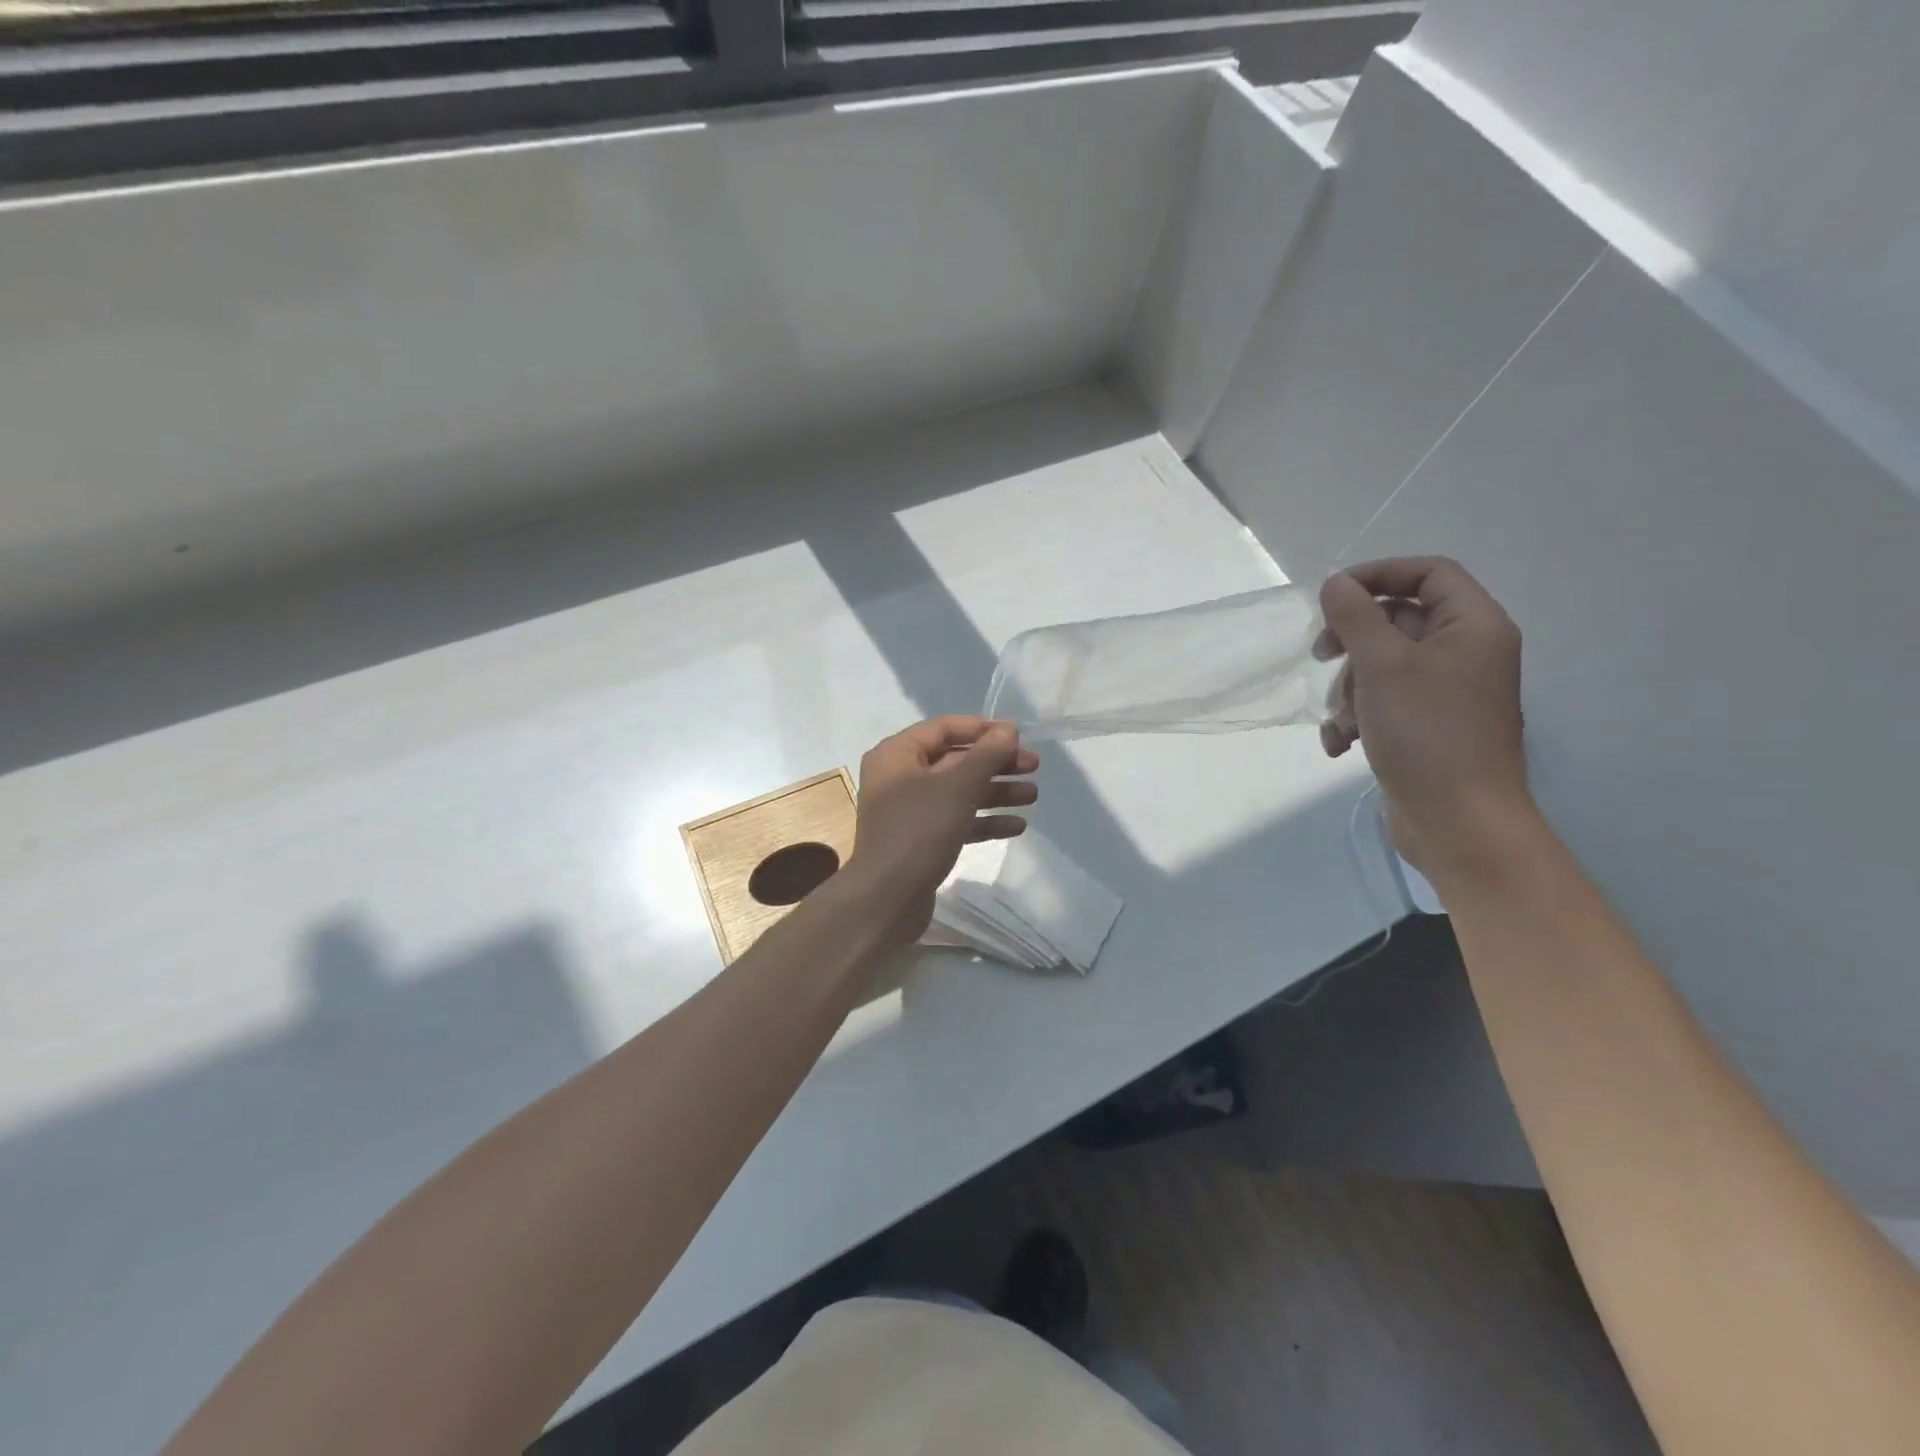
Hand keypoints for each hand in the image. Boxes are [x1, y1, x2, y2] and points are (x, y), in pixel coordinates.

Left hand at [845, 717, 1039, 944]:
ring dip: (996, 792)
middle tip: (1033, 766)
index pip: (943, 728)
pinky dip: (984, 821)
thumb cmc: (918, 831)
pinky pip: (957, 821)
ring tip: (1033, 796)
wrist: (886, 899)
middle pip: (955, 760)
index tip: (1018, 735)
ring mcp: (910, 812)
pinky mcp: (921, 841)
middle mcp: (900, 778)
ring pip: (959, 792)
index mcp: (896, 755)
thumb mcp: (957, 787)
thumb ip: (985, 755)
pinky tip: (1017, 826)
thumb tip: (1007, 730)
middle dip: (995, 763)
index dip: (982, 728)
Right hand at [1314, 557, 1530, 871]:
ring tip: (1342, 719)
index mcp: (1473, 627)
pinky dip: (1358, 717)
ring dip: (1349, 689)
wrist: (1458, 821)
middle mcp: (1465, 653)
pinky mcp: (1427, 727)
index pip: (1429, 573)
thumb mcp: (1383, 665)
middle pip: (1399, 621)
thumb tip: (1336, 583)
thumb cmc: (1427, 732)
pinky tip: (1341, 743)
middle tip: (1322, 654)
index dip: (1379, 575)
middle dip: (1353, 641)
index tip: (1332, 595)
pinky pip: (1384, 703)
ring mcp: (1447, 693)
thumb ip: (1356, 618)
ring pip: (1383, 666)